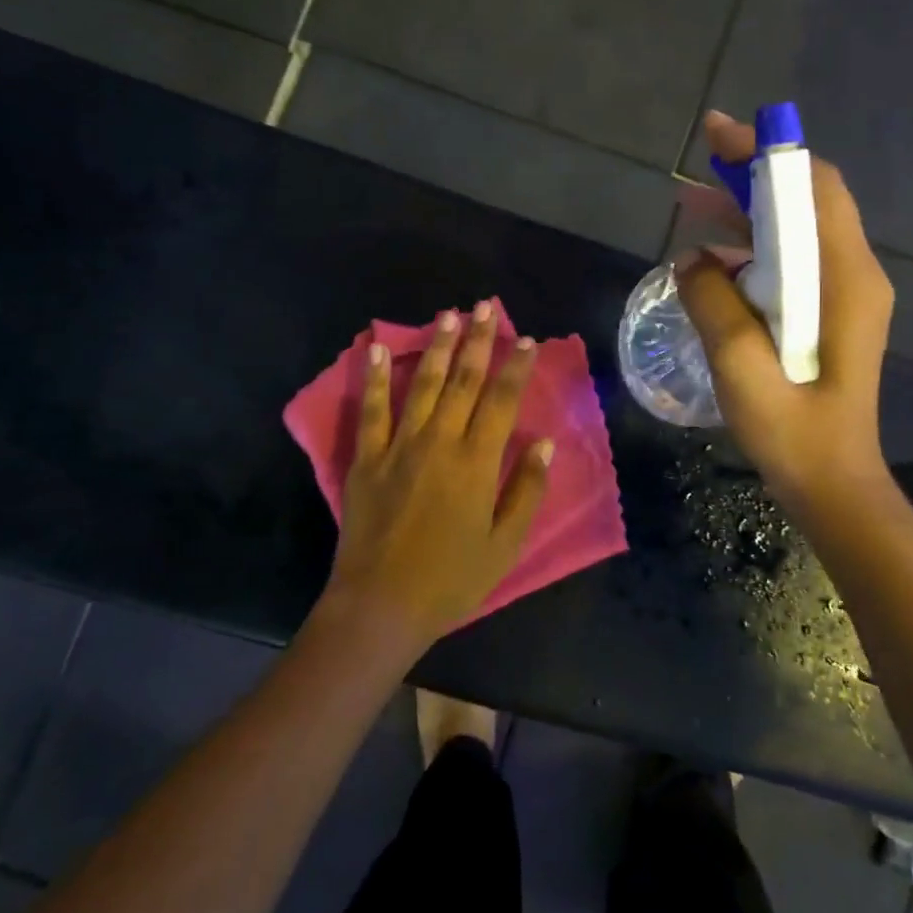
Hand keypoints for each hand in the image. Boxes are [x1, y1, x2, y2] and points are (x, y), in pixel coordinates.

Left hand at [319, 302, 553, 656]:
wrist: (381, 604)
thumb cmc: (451, 579)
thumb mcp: (504, 544)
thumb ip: (526, 491)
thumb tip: (545, 444)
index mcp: (476, 463)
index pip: (501, 401)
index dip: (515, 367)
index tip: (526, 340)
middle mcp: (439, 443)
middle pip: (464, 382)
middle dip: (478, 342)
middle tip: (485, 307)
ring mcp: (398, 447)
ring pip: (424, 386)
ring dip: (438, 348)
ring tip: (448, 316)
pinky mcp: (367, 459)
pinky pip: (371, 410)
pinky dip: (376, 378)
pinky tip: (380, 349)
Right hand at [678, 110, 894, 507]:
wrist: (833, 484)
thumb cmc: (794, 432)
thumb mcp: (743, 368)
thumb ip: (714, 304)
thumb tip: (691, 259)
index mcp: (845, 279)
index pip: (814, 189)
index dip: (768, 154)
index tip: (718, 135)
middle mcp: (854, 275)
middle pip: (808, 201)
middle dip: (754, 176)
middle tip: (697, 167)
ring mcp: (845, 295)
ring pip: (798, 230)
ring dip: (750, 213)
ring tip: (693, 206)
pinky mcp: (830, 315)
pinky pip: (792, 263)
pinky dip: (755, 249)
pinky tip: (714, 263)